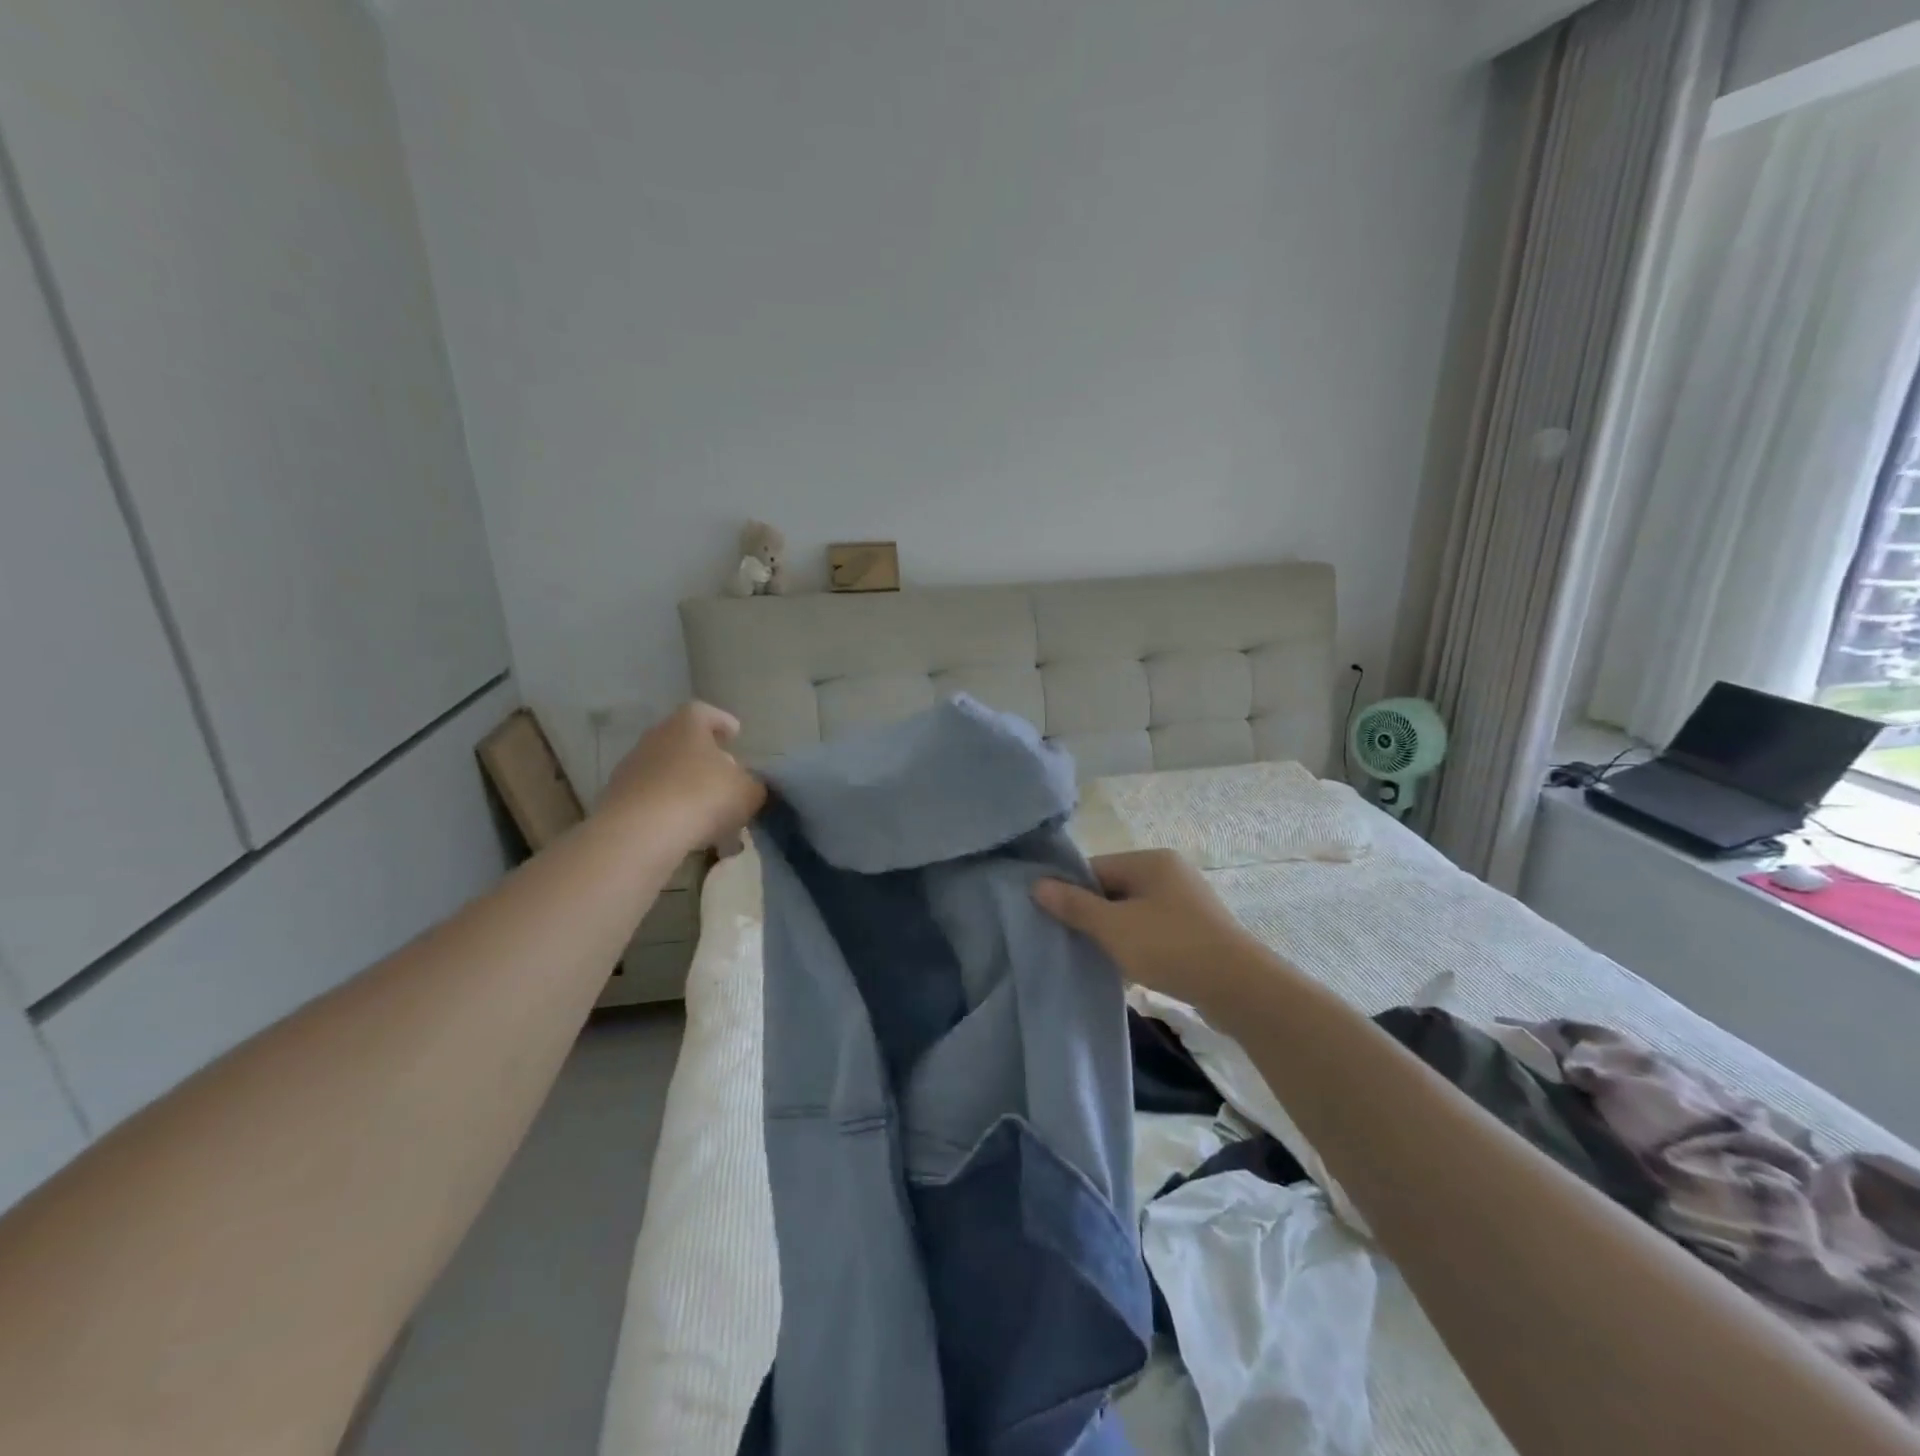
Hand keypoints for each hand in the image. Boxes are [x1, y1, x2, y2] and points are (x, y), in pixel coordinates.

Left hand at [599, 703, 765, 854]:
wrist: (639, 833)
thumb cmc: (701, 797)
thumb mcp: (747, 792)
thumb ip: (753, 785)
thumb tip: (748, 786)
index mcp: (687, 724)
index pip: (705, 712)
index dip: (722, 722)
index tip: (735, 735)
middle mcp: (656, 738)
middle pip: (684, 742)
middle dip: (706, 758)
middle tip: (726, 777)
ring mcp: (632, 768)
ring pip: (668, 772)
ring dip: (687, 786)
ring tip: (709, 813)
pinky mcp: (617, 799)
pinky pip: (653, 799)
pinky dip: (670, 810)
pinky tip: (686, 831)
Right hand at [1034, 849, 1269, 1008]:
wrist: (1239, 988)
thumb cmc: (1170, 947)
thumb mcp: (1113, 927)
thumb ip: (1074, 905)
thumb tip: (1037, 884)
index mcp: (1151, 860)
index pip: (1096, 867)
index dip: (1071, 892)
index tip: (1054, 920)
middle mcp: (1170, 872)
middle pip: (1114, 888)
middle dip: (1093, 915)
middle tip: (1072, 942)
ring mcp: (1187, 902)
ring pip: (1134, 912)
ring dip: (1115, 933)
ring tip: (1098, 958)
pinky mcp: (1197, 930)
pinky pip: (1154, 930)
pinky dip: (1138, 945)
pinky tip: (1128, 968)